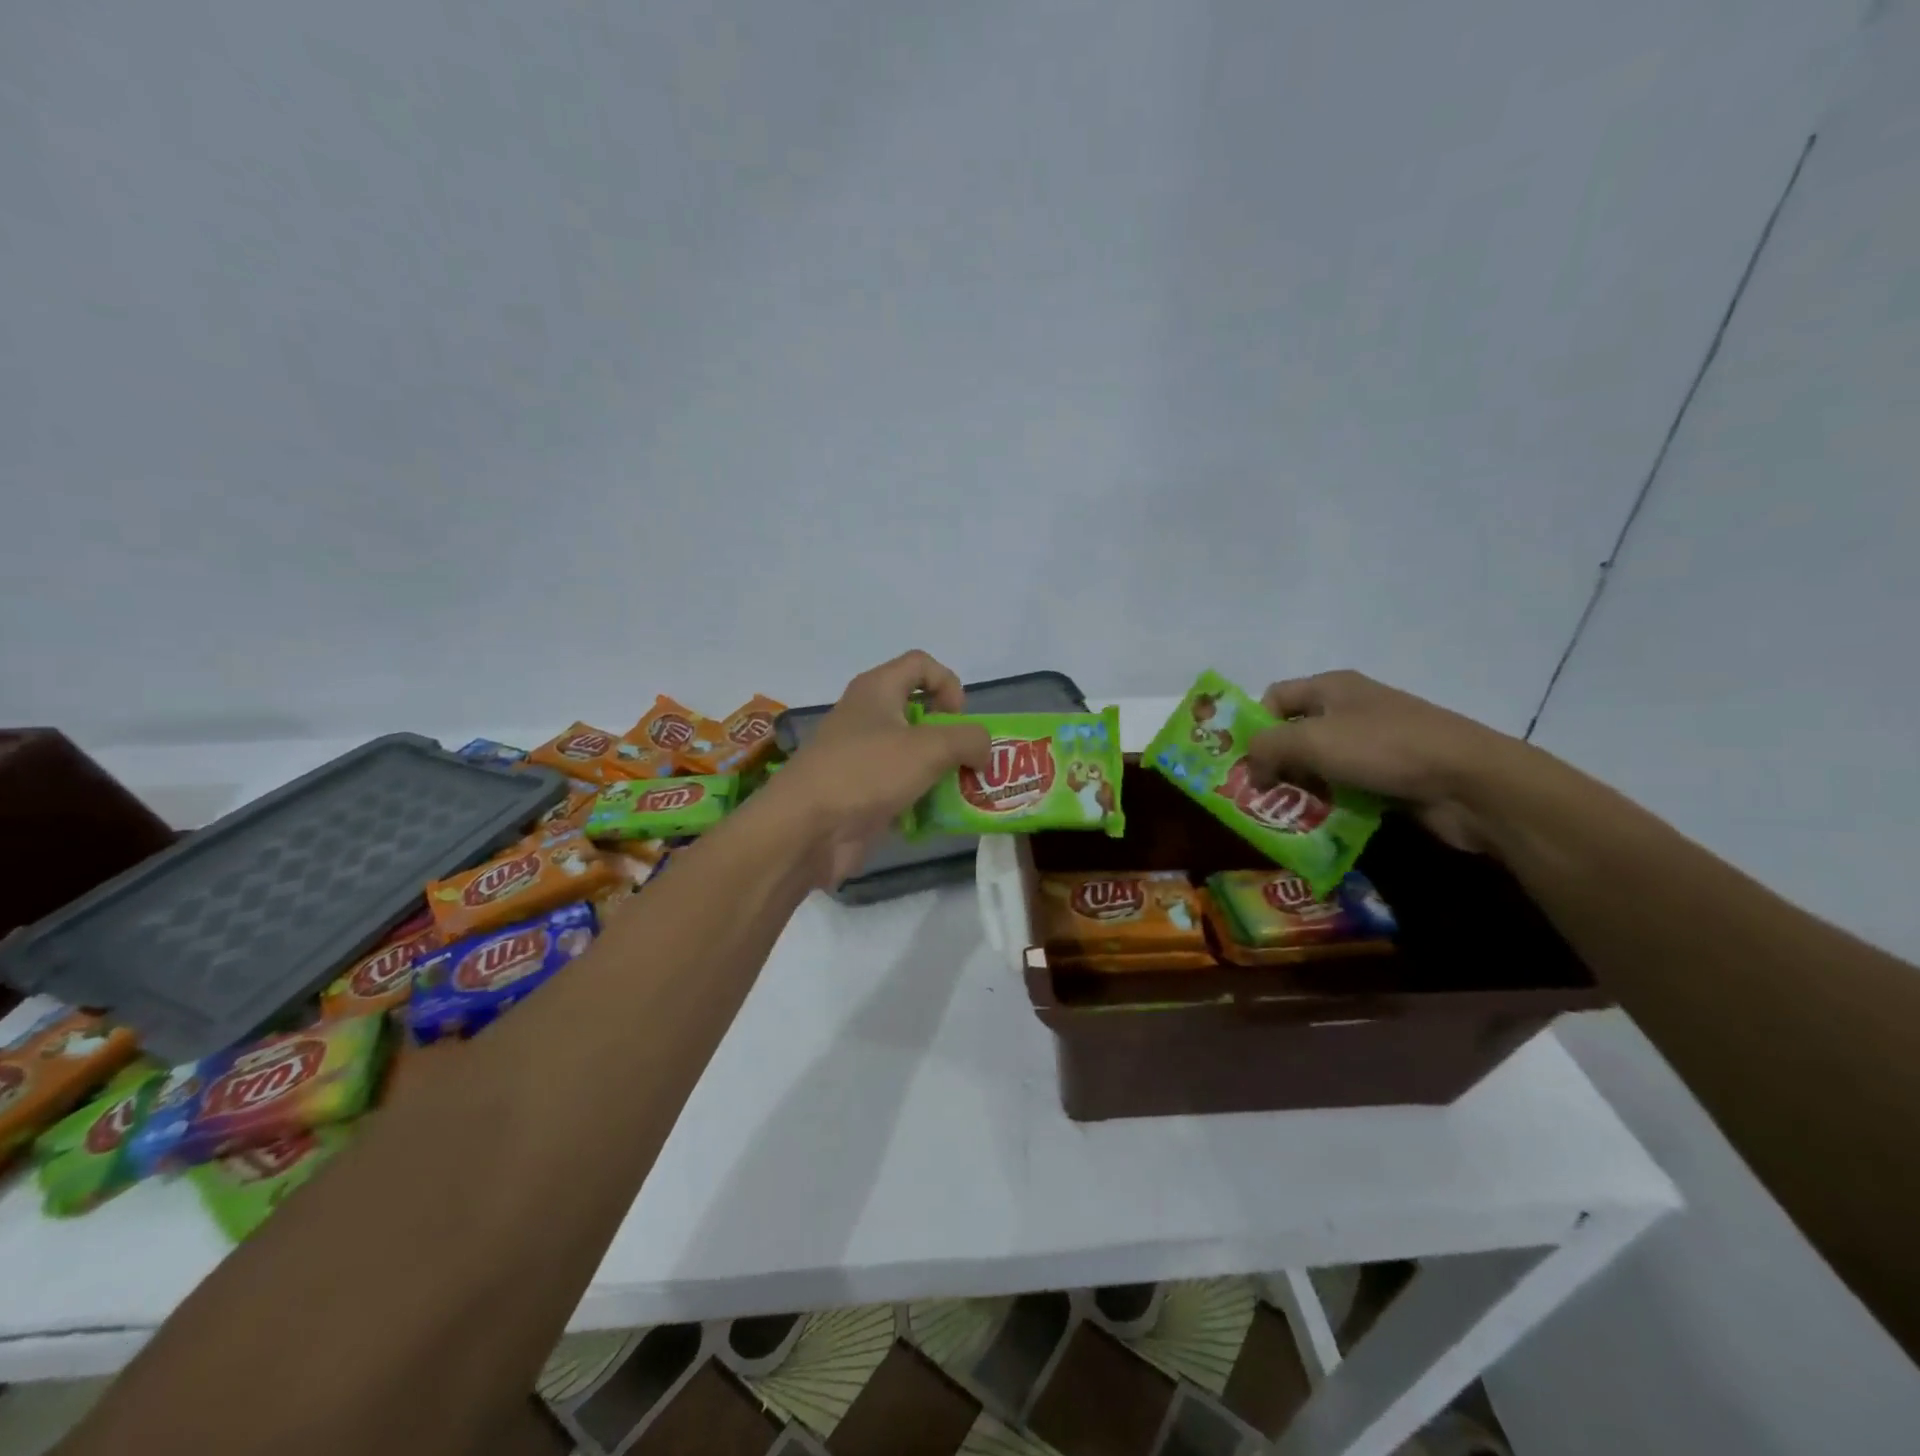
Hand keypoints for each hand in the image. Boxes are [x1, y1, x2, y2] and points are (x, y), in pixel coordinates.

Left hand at [757, 651, 989, 885]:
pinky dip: (921, 799)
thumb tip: (983, 751)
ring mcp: (861, 757)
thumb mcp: (929, 748)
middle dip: (951, 735)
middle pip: (920, 711)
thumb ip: (968, 739)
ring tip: (962, 792)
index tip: (959, 719)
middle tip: (969, 761)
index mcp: (877, 690)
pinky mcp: (860, 793)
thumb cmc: (866, 773)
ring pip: (912, 754)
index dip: (949, 684)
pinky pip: (901, 787)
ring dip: (941, 771)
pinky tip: (935, 818)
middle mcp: (867, 717)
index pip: (921, 664)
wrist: (805, 829)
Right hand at [1247, 671, 1523, 853]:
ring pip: (1319, 765)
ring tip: (1282, 815)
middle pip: (1295, 733)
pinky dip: (1329, 805)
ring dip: (1299, 789)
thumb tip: (1250, 770)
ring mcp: (1374, 744)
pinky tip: (1318, 825)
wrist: (1470, 782)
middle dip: (1273, 762)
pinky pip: (1346, 788)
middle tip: (1255, 794)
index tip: (1241, 759)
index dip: (1253, 724)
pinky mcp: (1391, 777)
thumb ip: (1267, 748)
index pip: (1274, 697)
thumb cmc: (1383, 748)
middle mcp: (1351, 710)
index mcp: (1332, 687)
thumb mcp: (1311, 740)